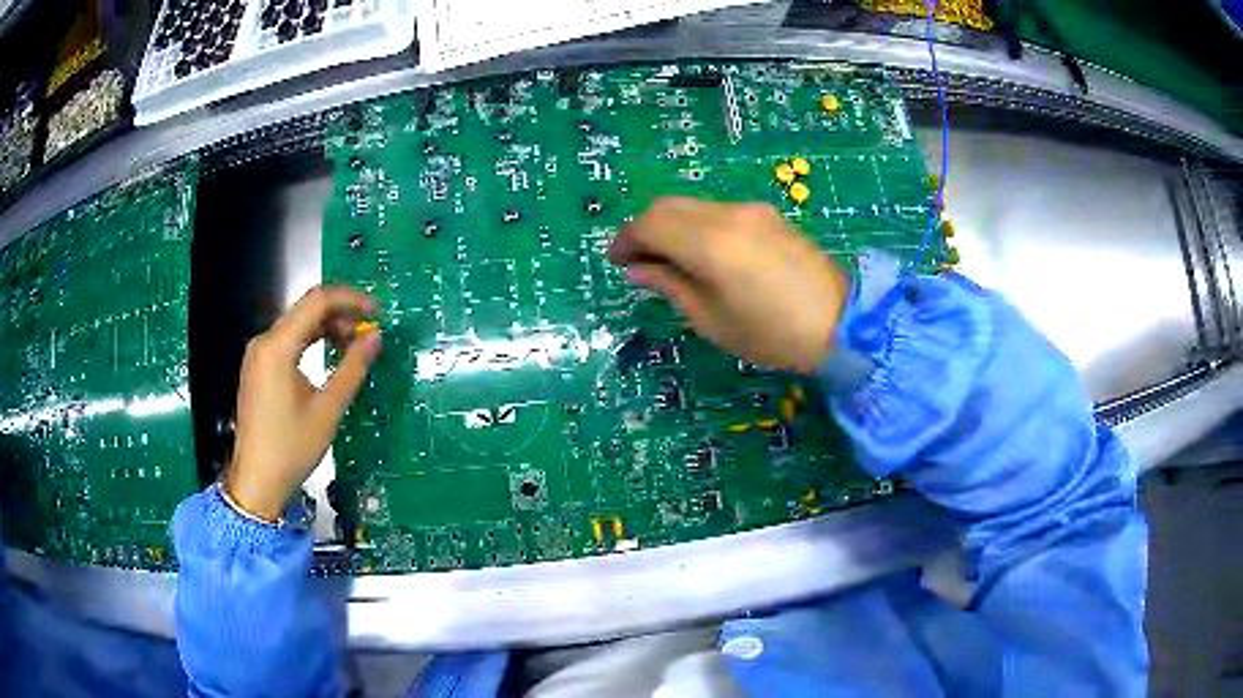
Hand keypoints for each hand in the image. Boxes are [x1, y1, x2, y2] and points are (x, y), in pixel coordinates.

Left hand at [225, 286, 380, 521]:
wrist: (256, 481)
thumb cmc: (291, 448)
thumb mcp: (328, 410)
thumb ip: (353, 368)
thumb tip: (375, 338)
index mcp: (277, 347)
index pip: (317, 301)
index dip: (351, 300)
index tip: (377, 312)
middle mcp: (264, 342)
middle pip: (306, 310)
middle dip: (341, 314)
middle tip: (370, 332)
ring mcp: (258, 355)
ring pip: (298, 325)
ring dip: (328, 328)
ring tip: (355, 345)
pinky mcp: (258, 368)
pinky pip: (288, 342)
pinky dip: (312, 342)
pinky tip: (331, 356)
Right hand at [608, 198, 848, 373]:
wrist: (841, 323)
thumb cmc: (771, 334)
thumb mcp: (711, 319)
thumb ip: (669, 285)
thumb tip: (637, 269)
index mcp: (709, 243)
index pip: (649, 224)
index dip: (626, 240)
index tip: (616, 263)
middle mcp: (727, 214)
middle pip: (668, 206)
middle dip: (644, 229)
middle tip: (637, 262)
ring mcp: (751, 210)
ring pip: (693, 205)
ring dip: (671, 225)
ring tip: (669, 261)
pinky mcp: (768, 215)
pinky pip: (718, 211)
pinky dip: (697, 225)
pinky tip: (703, 254)